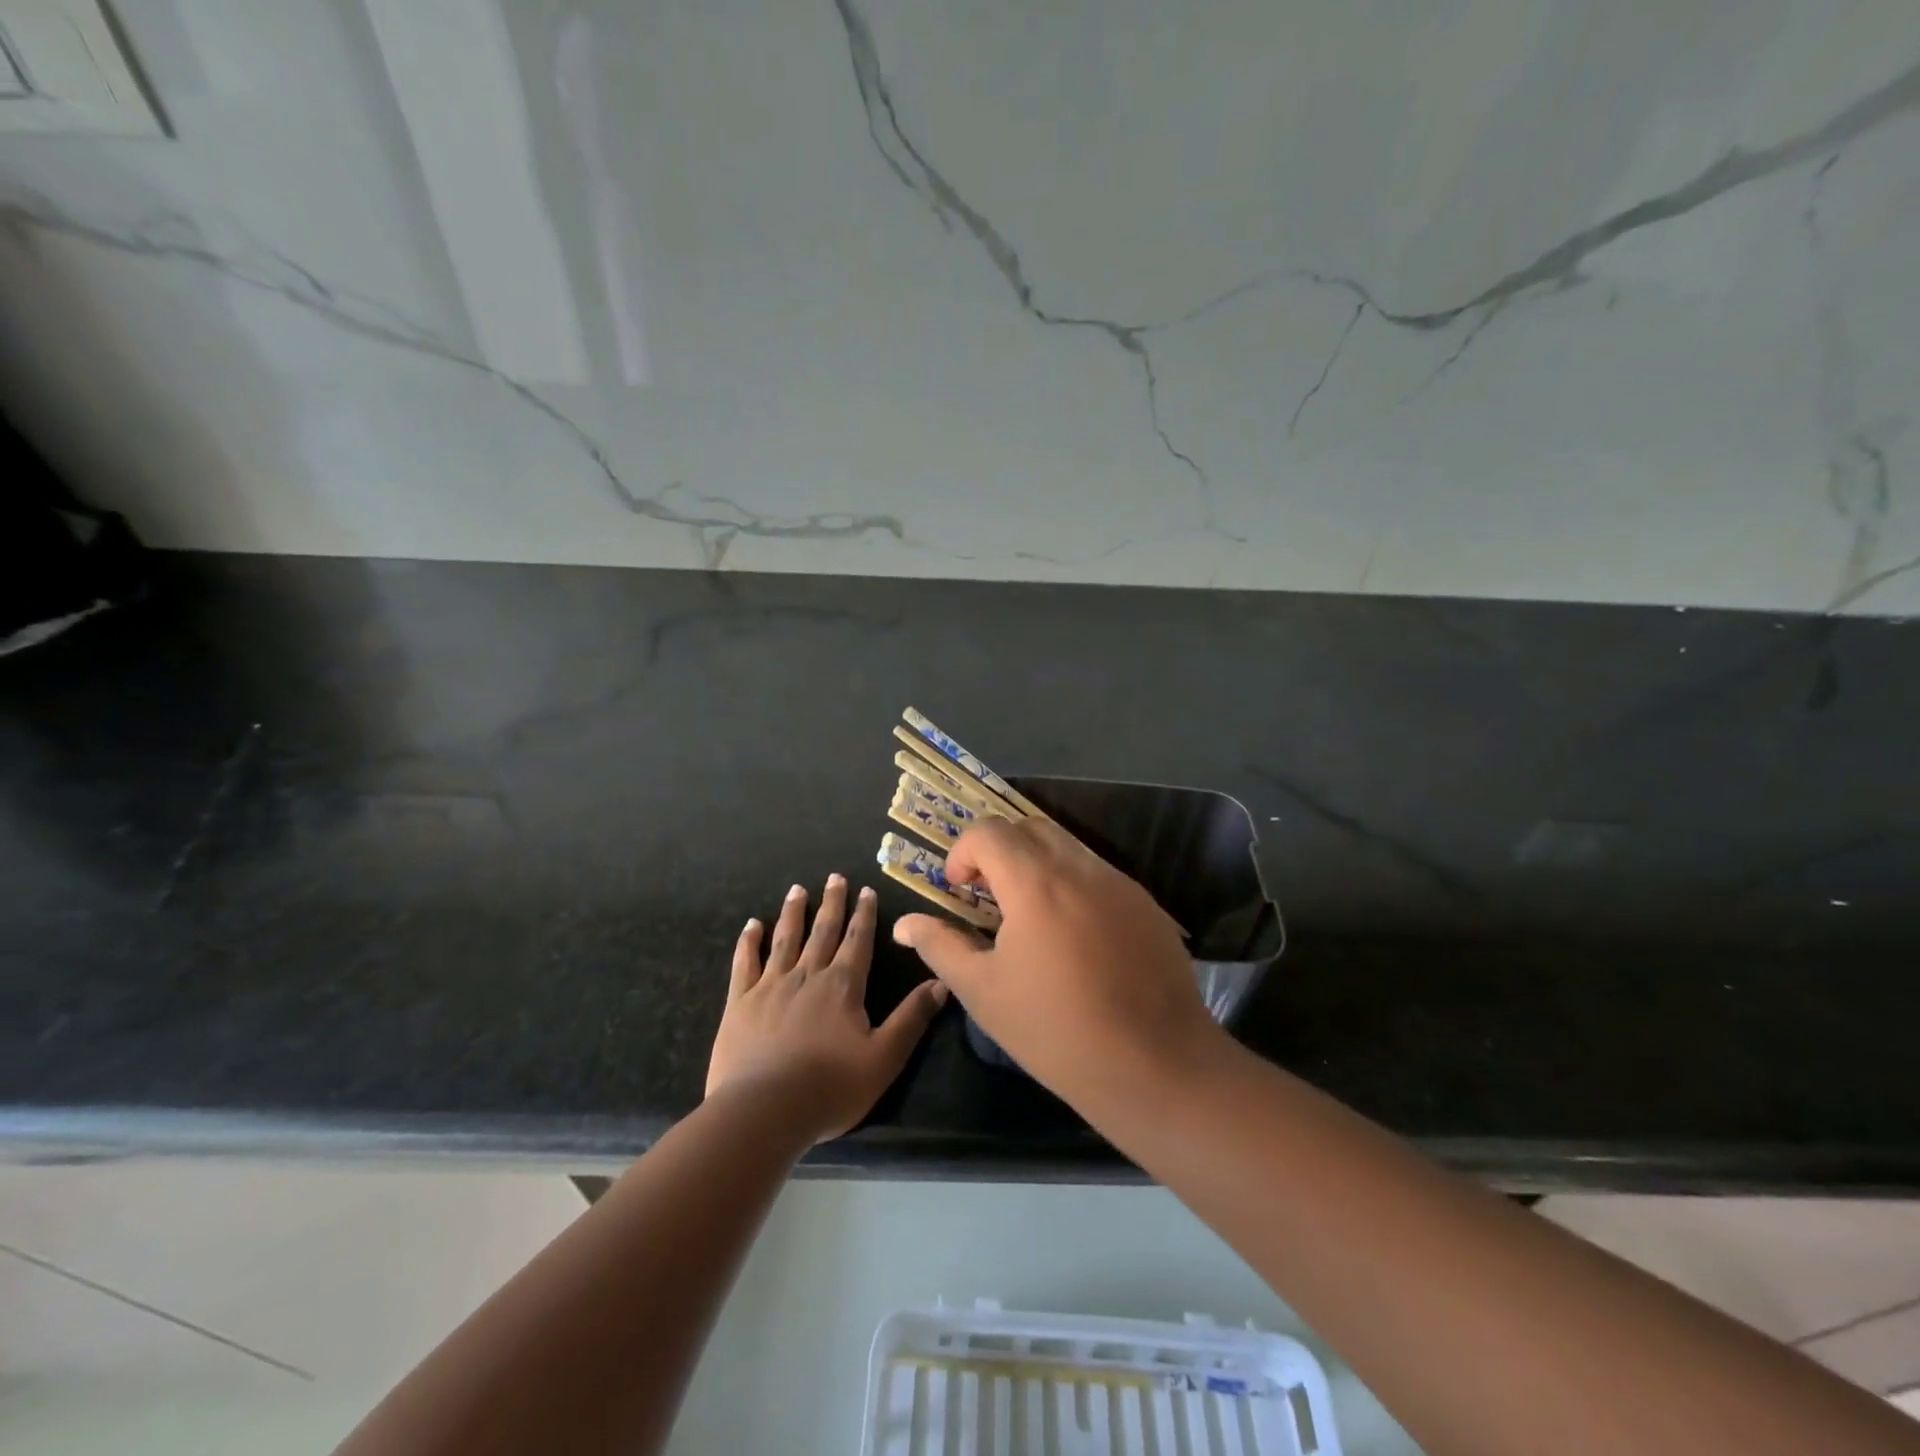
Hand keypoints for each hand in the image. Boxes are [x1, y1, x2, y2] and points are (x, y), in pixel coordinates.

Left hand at [707, 874, 947, 1142]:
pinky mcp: (740, 1002)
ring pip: (785, 939)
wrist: (763, 1110)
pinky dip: (749, 942)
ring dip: (793, 913)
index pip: (858, 941)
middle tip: (834, 877)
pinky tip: (752, 925)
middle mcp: (808, 975)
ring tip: (797, 890)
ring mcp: (770, 986)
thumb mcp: (884, 1057)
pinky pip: (744, 963)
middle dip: (831, 903)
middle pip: (823, 931)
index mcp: (843, 986)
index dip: (864, 915)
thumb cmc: (830, 1087)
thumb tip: (941, 982)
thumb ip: (912, 1018)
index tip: (865, 890)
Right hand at [891, 819, 1225, 1112]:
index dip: (963, 852)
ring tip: (1029, 918)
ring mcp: (1119, 882)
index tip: (959, 892)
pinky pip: (1098, 873)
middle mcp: (1080, 868)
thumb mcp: (984, 992)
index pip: (989, 830)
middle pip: (1029, 828)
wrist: (1157, 1065)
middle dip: (999, 851)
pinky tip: (1073, 937)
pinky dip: (1071, 884)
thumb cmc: (1057, 1032)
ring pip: (1067, 847)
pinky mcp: (1146, 903)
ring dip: (1036, 865)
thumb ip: (941, 946)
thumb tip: (905, 924)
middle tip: (988, 899)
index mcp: (1036, 883)